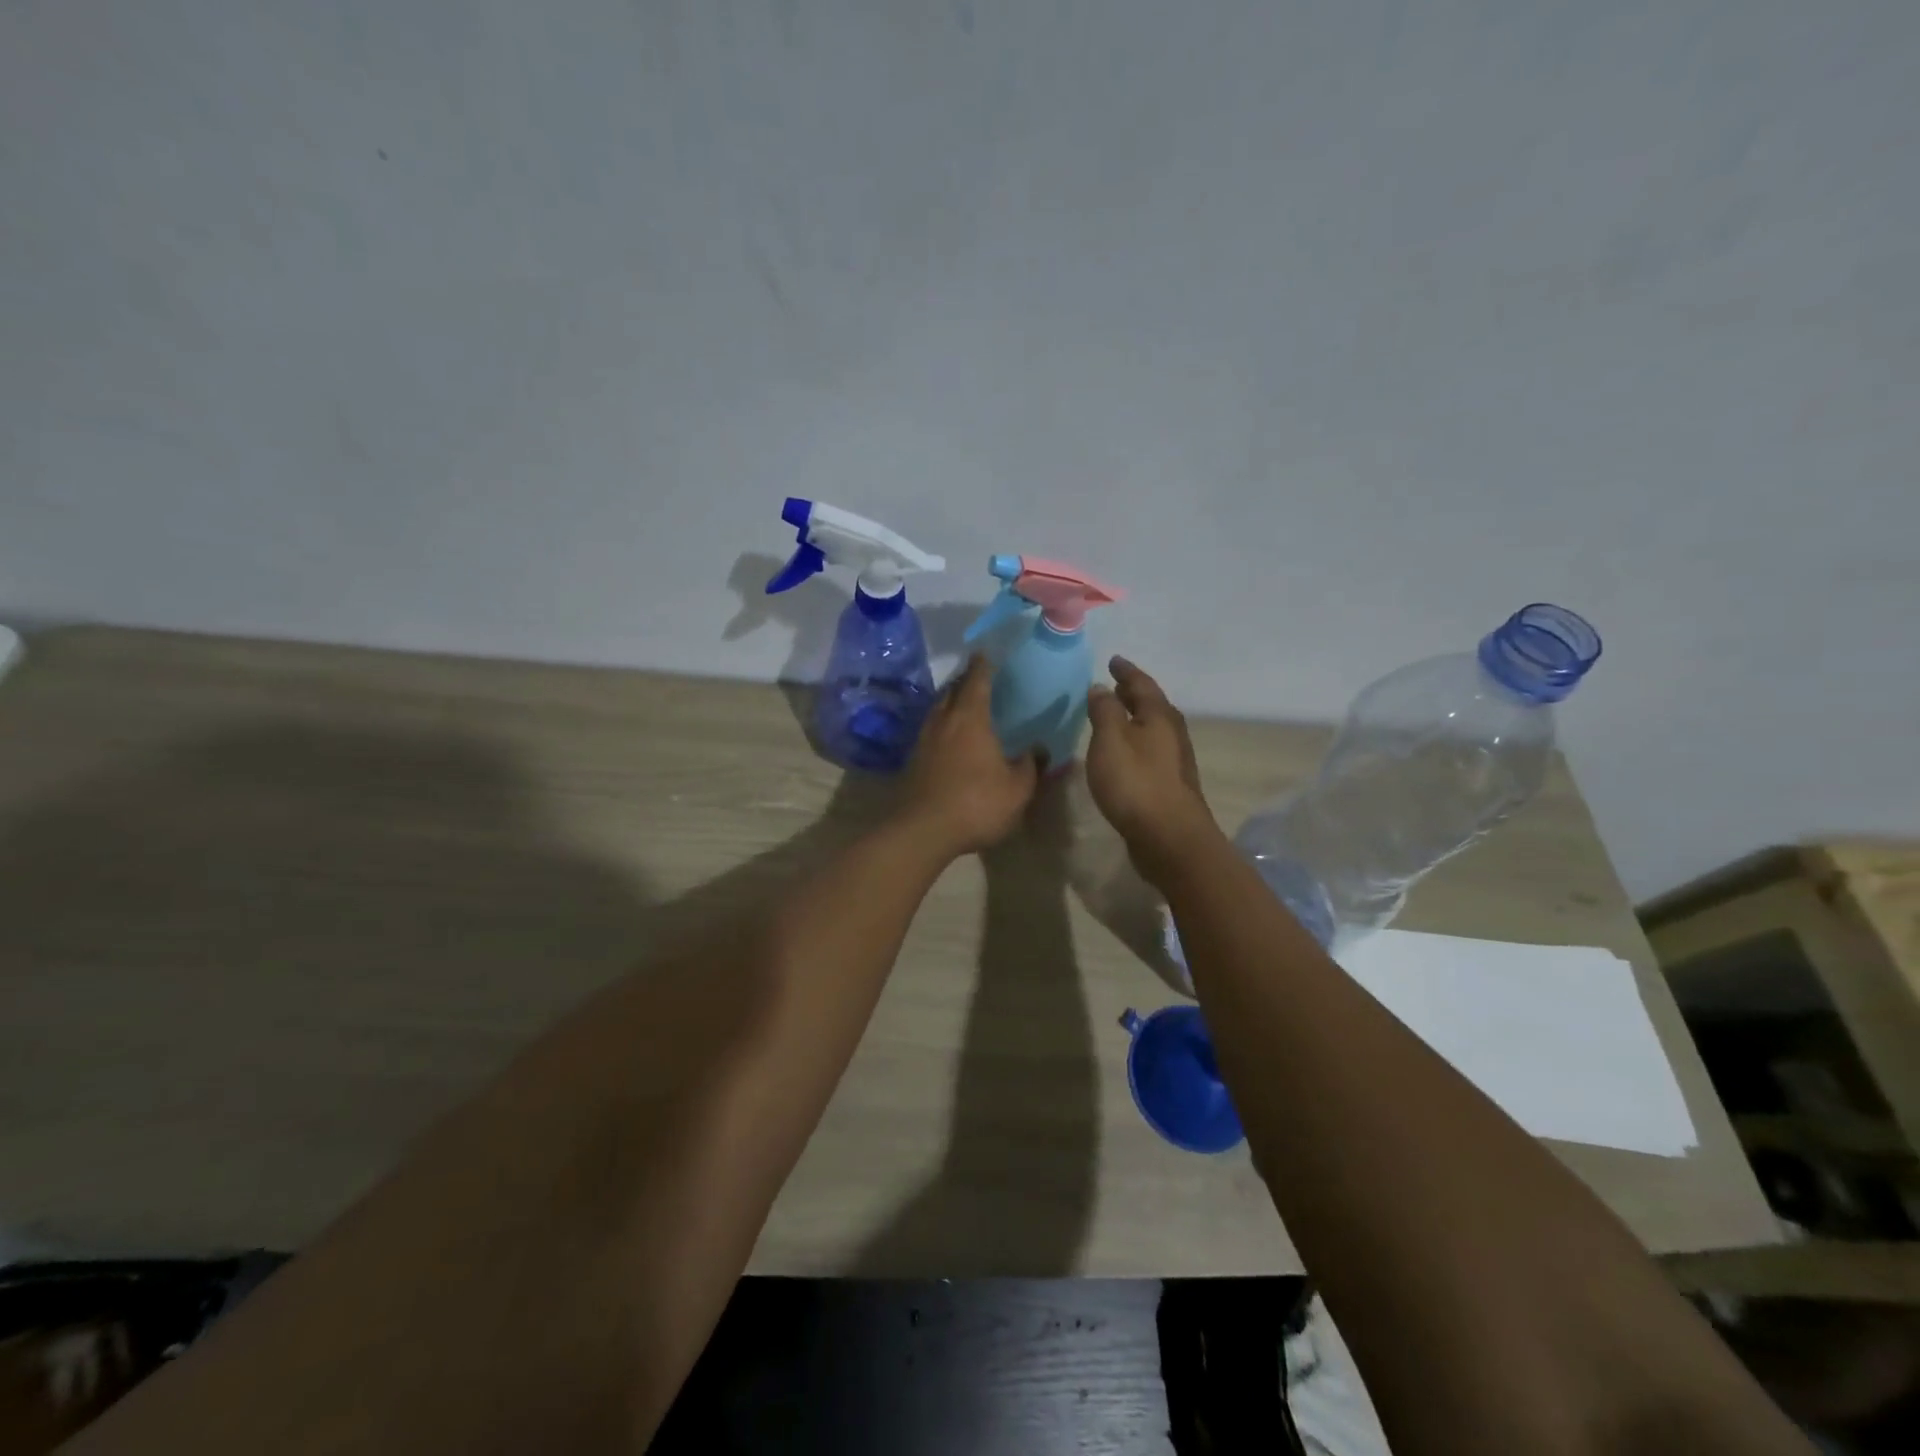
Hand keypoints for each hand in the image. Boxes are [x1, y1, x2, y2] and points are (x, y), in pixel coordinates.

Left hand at [900, 655, 1041, 857]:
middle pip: (952, 690)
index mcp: (970, 718)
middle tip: (978, 678)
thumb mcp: (1017, 789)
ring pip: (938, 710)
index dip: (983, 665)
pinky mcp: (913, 760)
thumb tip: (1039, 749)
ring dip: (951, 703)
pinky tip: (951, 738)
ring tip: (965, 705)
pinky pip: (931, 731)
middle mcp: (943, 721)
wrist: (922, 831)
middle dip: (965, 681)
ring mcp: (924, 740)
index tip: (986, 653)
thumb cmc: (976, 803)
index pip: (976, 680)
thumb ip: (1031, 766)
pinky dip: (943, 726)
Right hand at [1085, 656, 1220, 881]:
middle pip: (1152, 705)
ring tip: (1114, 716)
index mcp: (1160, 716)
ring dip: (1134, 719)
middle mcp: (1172, 734)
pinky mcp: (1169, 785)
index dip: (1126, 671)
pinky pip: (1150, 751)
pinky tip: (1122, 753)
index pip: (1142, 684)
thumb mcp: (1110, 739)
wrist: (1169, 837)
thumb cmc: (1136, 782)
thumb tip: (1101, 688)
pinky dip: (1135, 742)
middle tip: (1114, 685)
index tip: (1113, 661)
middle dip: (1132, 694)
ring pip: (1152, 729)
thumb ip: (1105, 710)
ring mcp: (1174, 761)